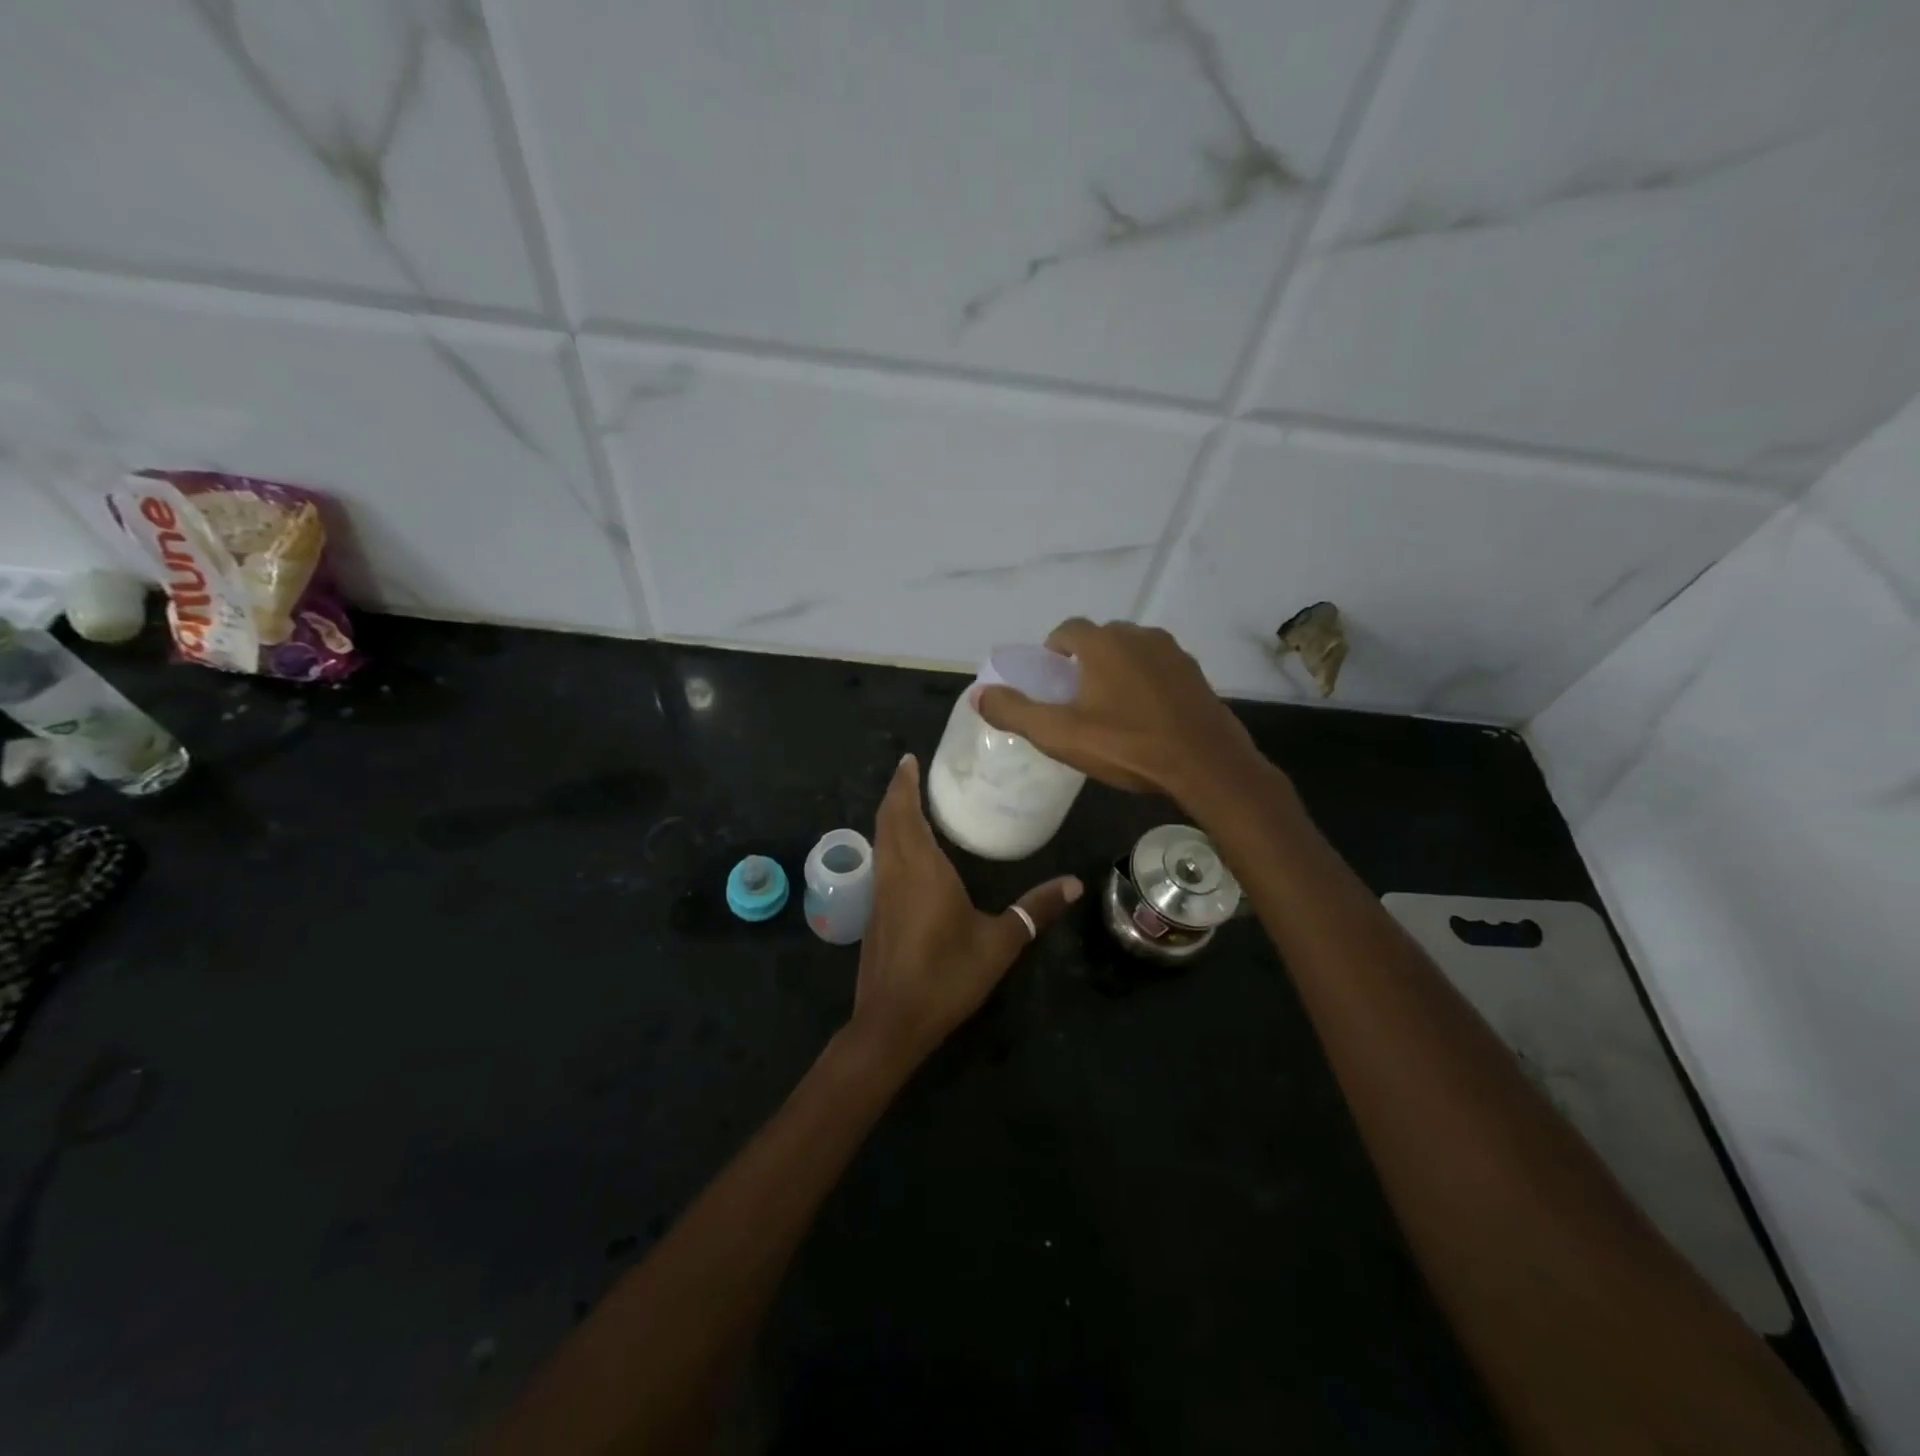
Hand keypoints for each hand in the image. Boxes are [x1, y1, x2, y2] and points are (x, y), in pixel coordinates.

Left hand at [849, 755, 1080, 1066]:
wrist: (893, 1022)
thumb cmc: (947, 976)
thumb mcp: (1000, 942)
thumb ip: (1035, 909)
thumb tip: (1074, 883)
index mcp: (921, 869)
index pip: (906, 813)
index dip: (904, 784)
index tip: (909, 760)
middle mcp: (895, 873)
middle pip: (887, 820)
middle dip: (896, 792)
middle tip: (910, 772)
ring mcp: (879, 894)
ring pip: (879, 841)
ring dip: (889, 816)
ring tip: (909, 803)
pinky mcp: (874, 913)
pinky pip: (880, 862)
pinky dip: (889, 841)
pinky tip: (905, 852)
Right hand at [975, 619, 1269, 809]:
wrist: (1206, 765)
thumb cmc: (1127, 746)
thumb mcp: (1060, 734)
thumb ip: (1015, 712)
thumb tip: (979, 695)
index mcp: (1103, 644)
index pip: (1066, 630)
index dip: (1052, 652)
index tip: (1050, 682)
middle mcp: (1139, 636)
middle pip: (1100, 639)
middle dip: (1083, 661)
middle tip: (1077, 699)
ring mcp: (1173, 653)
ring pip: (1131, 652)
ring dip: (1116, 670)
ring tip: (1111, 709)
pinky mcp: (1195, 674)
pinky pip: (1158, 669)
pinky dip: (1145, 682)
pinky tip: (1146, 716)